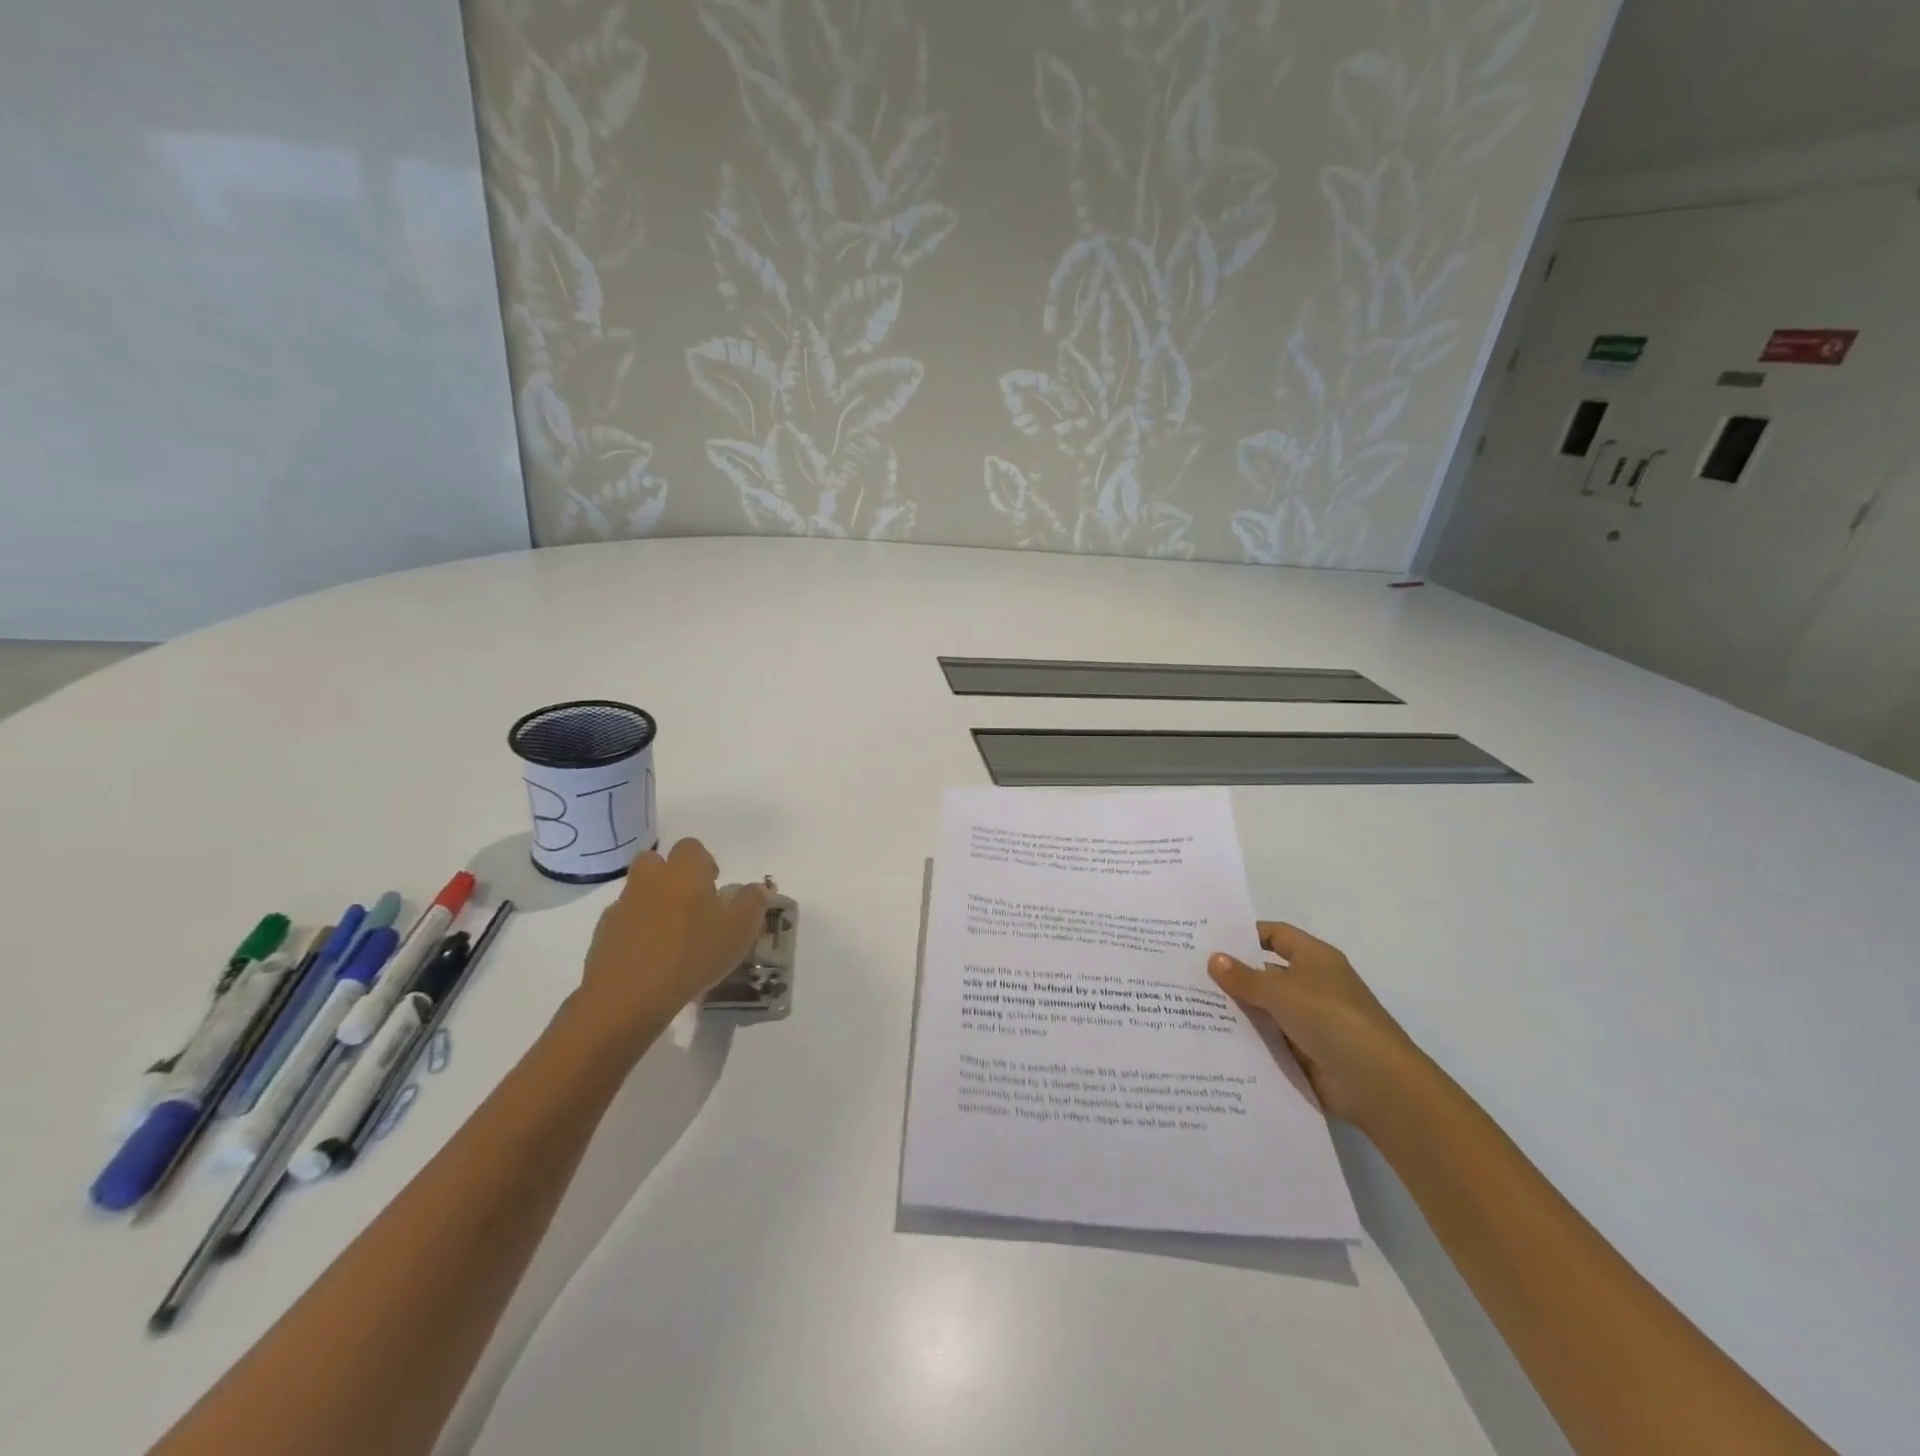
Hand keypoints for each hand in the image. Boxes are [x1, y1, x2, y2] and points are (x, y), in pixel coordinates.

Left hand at [570, 839, 767, 1058]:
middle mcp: (650, 880)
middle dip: (670, 875)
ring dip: (652, 904)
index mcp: (684, 872)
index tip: (714, 887)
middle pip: (655, 861)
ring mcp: (622, 907)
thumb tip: (757, 888)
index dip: (703, 863)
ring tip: (671, 938)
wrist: (628, 997)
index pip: (691, 847)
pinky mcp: (602, 935)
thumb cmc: (693, 955)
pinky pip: (623, 922)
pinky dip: (635, 932)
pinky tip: (650, 959)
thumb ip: (752, 903)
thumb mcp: (739, 931)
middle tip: (690, 905)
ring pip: (638, 892)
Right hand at [1209, 923, 1422, 1128]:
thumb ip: (1245, 977)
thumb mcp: (1282, 992)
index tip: (1208, 939)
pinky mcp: (1303, 1051)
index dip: (1245, 934)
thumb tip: (1213, 958)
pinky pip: (1268, 1038)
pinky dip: (1246, 1037)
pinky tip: (1212, 1037)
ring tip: (1188, 1005)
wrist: (1377, 1084)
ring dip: (1236, 1008)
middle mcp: (1311, 984)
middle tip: (1187, 972)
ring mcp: (1308, 1019)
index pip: (1275, 934)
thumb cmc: (1332, 1019)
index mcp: (1314, 958)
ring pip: (1264, 1007)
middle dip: (1232, 973)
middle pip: (1265, 971)